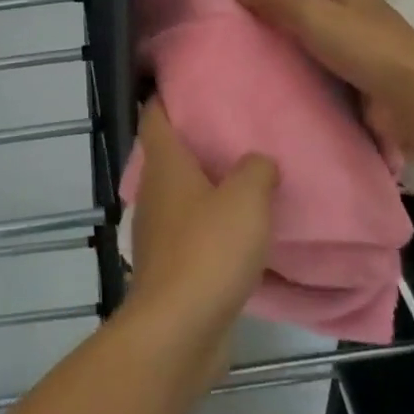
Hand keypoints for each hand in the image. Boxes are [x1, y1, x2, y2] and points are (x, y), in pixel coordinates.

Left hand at [128, 98, 276, 374]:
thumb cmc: (209, 250)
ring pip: (180, 195)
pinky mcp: (170, 268)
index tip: (186, 83)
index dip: (165, 96)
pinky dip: (210, 226)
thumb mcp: (246, 199)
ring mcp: (159, 233)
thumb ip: (256, 170)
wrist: (179, 330)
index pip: (155, 116)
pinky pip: (191, 234)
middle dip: (193, 142)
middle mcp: (155, 192)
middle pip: (168, 155)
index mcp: (165, 165)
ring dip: (204, 187)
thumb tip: (258, 161)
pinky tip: (239, 233)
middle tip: (230, 129)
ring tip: (241, 178)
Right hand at [235, 0, 413, 153]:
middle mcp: (362, 15)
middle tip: (254, 14)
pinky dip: (315, 75)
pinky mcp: (369, 83)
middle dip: (296, 5)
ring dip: (304, 43)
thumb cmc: (363, 44)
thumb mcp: (311, 14)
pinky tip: (289, 82)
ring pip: (328, 40)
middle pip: (325, 3)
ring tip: (262, 50)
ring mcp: (369, 50)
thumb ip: (276, 0)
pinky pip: (334, 73)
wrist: (412, 98)